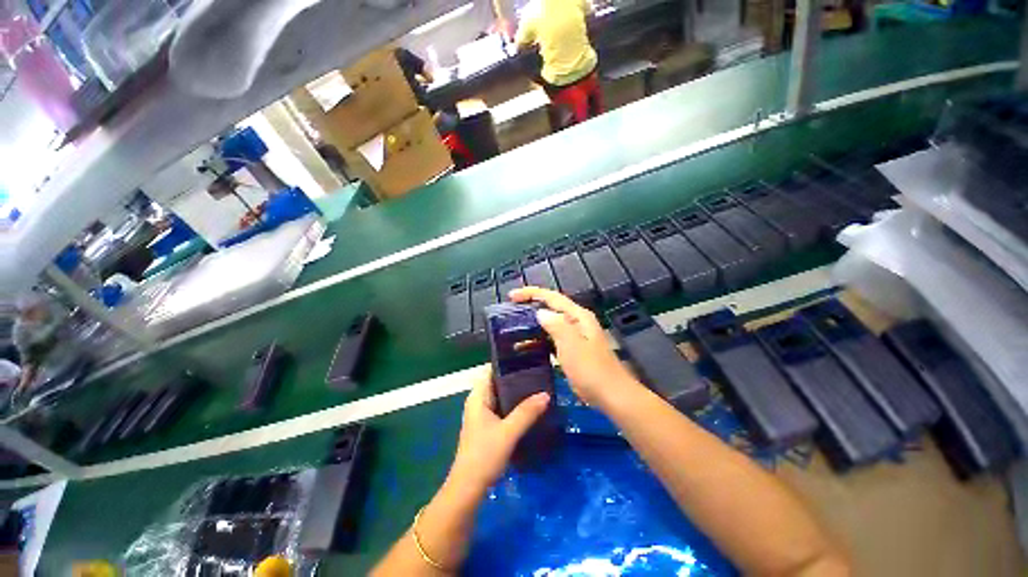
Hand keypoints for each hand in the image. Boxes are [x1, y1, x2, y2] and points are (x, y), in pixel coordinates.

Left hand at [448, 366, 549, 491]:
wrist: (469, 488)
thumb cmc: (484, 455)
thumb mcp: (508, 433)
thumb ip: (527, 413)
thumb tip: (546, 394)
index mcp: (478, 397)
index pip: (491, 370)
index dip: (507, 363)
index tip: (527, 359)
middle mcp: (478, 402)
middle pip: (498, 382)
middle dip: (516, 378)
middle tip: (538, 374)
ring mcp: (482, 415)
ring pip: (501, 396)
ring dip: (516, 393)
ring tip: (538, 387)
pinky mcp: (488, 426)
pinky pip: (503, 408)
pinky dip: (514, 406)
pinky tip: (530, 408)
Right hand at [510, 287, 640, 408]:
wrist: (612, 396)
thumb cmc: (591, 370)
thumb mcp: (572, 345)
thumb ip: (556, 325)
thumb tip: (540, 313)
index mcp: (578, 316)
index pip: (552, 297)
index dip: (531, 293)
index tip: (511, 296)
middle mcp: (577, 322)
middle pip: (551, 307)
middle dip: (531, 306)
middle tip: (510, 310)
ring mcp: (575, 336)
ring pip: (550, 323)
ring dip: (533, 324)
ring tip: (514, 328)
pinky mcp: (573, 350)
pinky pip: (552, 338)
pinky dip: (539, 339)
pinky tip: (527, 346)